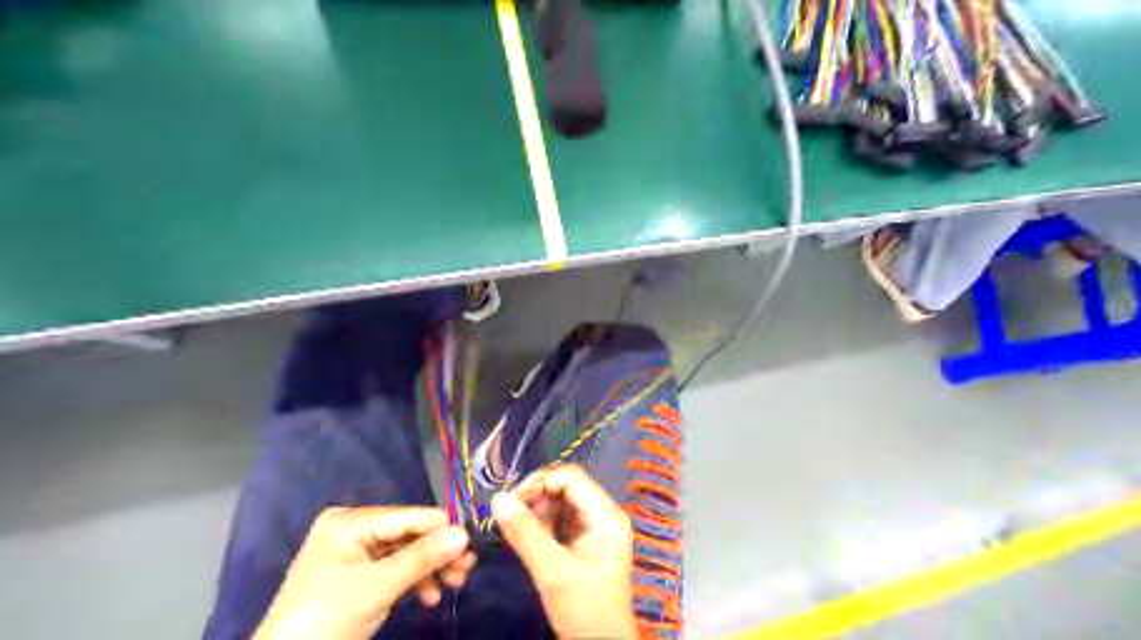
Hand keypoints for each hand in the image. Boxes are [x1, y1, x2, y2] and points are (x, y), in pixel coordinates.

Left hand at [249, 505, 474, 639]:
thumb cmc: (327, 619)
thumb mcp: (380, 587)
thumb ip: (424, 557)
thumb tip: (465, 534)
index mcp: (350, 522)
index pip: (408, 517)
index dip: (442, 529)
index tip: (473, 544)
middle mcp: (353, 529)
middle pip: (409, 535)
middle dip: (437, 553)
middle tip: (467, 570)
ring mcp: (354, 552)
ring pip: (405, 553)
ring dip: (430, 569)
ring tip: (455, 585)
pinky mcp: (357, 575)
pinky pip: (394, 569)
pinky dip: (414, 581)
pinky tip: (430, 597)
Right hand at [491, 464, 637, 638]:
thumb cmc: (584, 610)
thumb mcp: (552, 572)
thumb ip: (525, 534)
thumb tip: (497, 498)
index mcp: (606, 515)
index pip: (571, 477)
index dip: (540, 482)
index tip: (511, 501)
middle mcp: (603, 514)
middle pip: (565, 487)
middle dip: (535, 497)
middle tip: (507, 516)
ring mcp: (594, 527)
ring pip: (560, 502)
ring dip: (535, 510)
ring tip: (512, 529)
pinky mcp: (584, 542)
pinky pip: (559, 520)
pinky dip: (540, 524)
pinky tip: (523, 537)